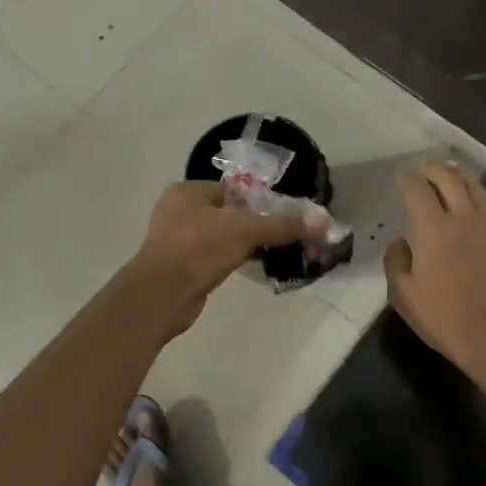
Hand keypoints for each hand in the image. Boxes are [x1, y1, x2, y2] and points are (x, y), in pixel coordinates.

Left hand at [127, 181, 325, 332]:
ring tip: (269, 252)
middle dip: (253, 224)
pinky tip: (248, 267)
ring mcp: (175, 240)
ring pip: (220, 236)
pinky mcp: (179, 266)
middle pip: (228, 213)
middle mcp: (177, 211)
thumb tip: (324, 220)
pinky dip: (229, 260)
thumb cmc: (200, 250)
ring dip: (242, 244)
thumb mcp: (247, 231)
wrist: (162, 296)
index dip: (259, 201)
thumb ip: (283, 225)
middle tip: (280, 236)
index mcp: (187, 191)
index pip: (232, 189)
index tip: (282, 216)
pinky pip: (212, 257)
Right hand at [384, 162, 485, 374]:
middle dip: (434, 168)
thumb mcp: (402, 294)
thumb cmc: (441, 316)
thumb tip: (399, 242)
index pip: (418, 191)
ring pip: (474, 187)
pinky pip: (485, 206)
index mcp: (433, 228)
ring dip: (459, 174)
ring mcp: (485, 227)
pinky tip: (466, 203)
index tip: (400, 176)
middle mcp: (461, 218)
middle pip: (450, 178)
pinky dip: (472, 195)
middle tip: (423, 168)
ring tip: (449, 172)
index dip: (407, 180)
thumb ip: (396, 261)